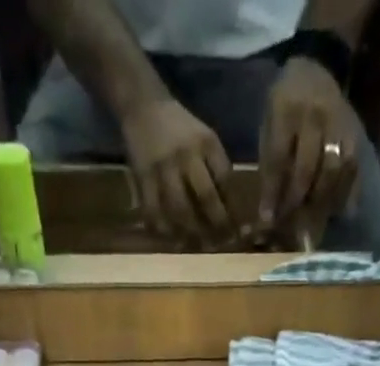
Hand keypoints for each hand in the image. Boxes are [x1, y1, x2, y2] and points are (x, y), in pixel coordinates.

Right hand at [121, 97, 235, 243]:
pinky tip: (171, 240)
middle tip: (218, 245)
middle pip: (205, 198)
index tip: (236, 229)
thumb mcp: (205, 139)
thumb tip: (230, 209)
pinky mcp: (143, 178)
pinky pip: (154, 211)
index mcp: (206, 143)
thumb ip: (217, 169)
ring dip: (190, 233)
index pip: (225, 180)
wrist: (143, 106)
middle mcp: (186, 155)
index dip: (231, 207)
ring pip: (180, 210)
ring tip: (196, 246)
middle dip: (215, 225)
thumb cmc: (180, 129)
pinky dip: (163, 229)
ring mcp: (164, 168)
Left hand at [258, 58, 359, 234]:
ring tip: (314, 220)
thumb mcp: (269, 122)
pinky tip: (338, 211)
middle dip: (296, 200)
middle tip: (290, 223)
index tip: (268, 219)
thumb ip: (270, 161)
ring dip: (322, 201)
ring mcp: (338, 123)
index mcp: (286, 110)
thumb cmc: (286, 103)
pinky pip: (352, 168)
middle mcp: (315, 115)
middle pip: (307, 169)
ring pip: (333, 171)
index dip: (273, 192)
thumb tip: (269, 208)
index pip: (278, 159)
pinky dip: (346, 193)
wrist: (317, 68)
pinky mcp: (355, 133)